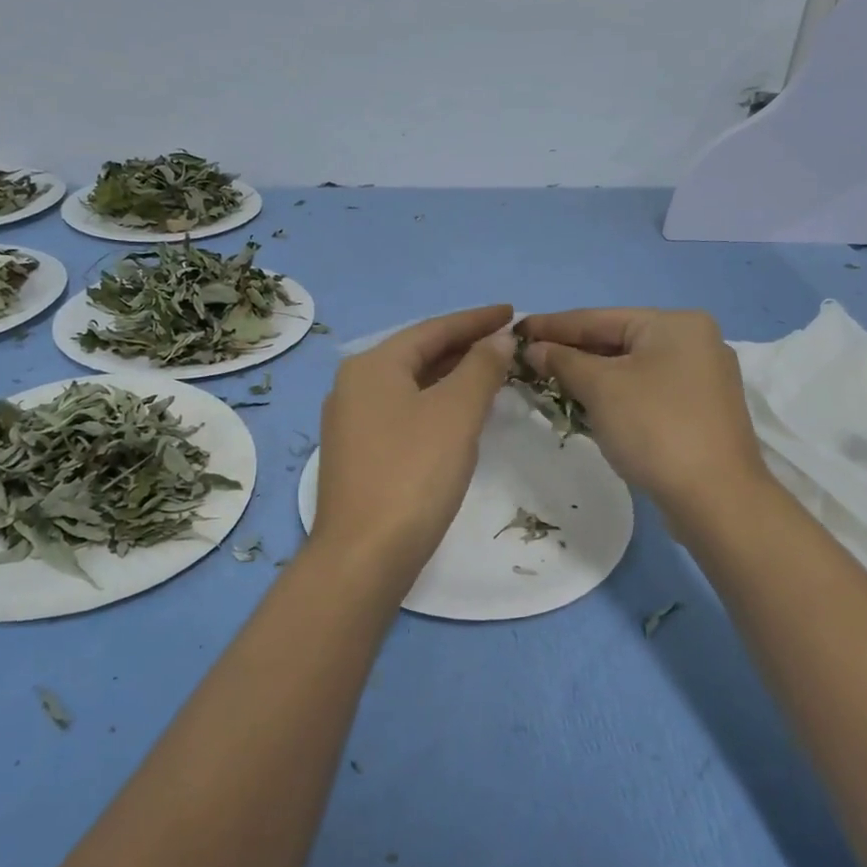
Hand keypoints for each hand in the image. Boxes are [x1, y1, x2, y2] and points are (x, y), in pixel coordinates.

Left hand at [312, 305, 516, 576]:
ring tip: (492, 372)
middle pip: (419, 354)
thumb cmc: (413, 473)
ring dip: (452, 376)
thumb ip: (480, 368)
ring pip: (412, 386)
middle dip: (464, 346)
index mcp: (372, 365)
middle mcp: (354, 385)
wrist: (364, 554)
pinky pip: (404, 412)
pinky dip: (436, 404)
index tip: (514, 313)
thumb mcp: (455, 413)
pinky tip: (460, 414)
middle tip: (508, 343)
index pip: (433, 329)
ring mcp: (352, 422)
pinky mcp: (359, 454)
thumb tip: (498, 339)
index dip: (476, 320)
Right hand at [517, 308, 768, 517]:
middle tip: (526, 361)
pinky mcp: (700, 411)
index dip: (551, 325)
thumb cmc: (655, 428)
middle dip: (571, 353)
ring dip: (590, 377)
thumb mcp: (601, 388)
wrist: (716, 499)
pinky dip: (615, 396)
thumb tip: (535, 348)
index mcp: (675, 323)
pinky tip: (587, 406)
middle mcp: (694, 341)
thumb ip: (563, 361)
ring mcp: (701, 378)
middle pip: (617, 340)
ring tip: (547, 382)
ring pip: (631, 368)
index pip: (598, 318)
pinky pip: (646, 391)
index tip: (514, 331)